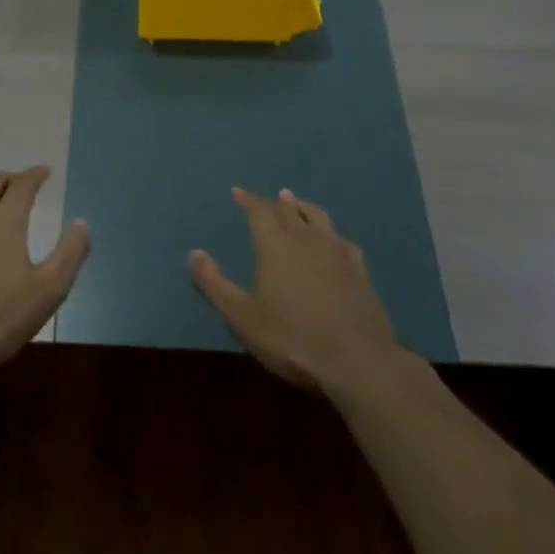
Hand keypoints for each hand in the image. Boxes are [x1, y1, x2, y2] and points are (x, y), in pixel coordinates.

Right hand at [190, 187, 402, 394]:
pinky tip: (335, 241)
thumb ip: (214, 284)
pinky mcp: (360, 271)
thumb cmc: (292, 339)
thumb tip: (194, 253)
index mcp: (276, 245)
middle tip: (269, 198)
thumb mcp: (242, 318)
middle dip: (275, 203)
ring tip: (296, 202)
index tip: (238, 191)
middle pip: (289, 211)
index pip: (260, 211)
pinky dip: (332, 235)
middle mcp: (306, 239)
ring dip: (304, 208)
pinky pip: (343, 241)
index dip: (248, 199)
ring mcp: (337, 253)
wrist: (357, 361)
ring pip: (318, 218)